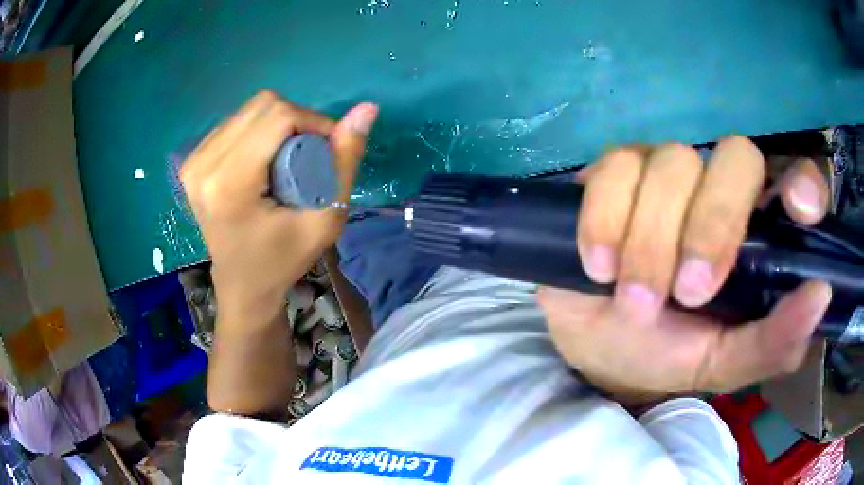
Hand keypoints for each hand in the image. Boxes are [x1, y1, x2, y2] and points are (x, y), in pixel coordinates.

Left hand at [181, 91, 377, 318]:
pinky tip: (263, 160)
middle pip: (263, 106)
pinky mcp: (191, 160)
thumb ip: (345, 161)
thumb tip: (367, 108)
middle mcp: (203, 165)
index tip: (328, 148)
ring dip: (278, 125)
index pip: (278, 117)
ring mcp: (192, 161)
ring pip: (250, 110)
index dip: (314, 122)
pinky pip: (235, 122)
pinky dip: (259, 131)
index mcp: (228, 184)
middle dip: (297, 121)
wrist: (243, 285)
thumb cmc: (284, 260)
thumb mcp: (324, 219)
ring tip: (286, 162)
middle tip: (307, 157)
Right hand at [537, 138, 831, 402]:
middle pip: (737, 156)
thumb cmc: (668, 355)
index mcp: (759, 234)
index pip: (796, 178)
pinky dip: (604, 221)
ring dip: (651, 242)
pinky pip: (613, 170)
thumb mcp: (724, 363)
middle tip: (689, 291)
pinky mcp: (614, 173)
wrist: (597, 348)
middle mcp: (721, 188)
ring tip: (634, 301)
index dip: (803, 182)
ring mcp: (667, 172)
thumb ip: (773, 343)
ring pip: (672, 163)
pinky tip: (598, 267)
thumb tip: (821, 296)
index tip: (797, 210)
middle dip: (715, 224)